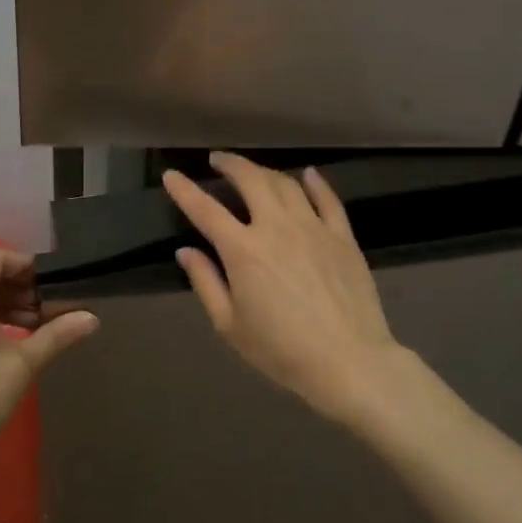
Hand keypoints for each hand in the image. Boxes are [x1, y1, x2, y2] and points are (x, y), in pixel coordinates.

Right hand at [163, 152, 406, 430]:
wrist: (349, 362)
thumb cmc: (282, 351)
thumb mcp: (230, 325)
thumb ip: (206, 283)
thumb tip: (186, 251)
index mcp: (243, 251)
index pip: (205, 210)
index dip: (184, 190)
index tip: (171, 175)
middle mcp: (276, 227)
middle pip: (250, 180)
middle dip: (230, 164)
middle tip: (217, 160)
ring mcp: (313, 228)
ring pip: (286, 183)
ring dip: (264, 171)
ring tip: (253, 171)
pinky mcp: (342, 236)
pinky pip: (327, 199)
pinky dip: (315, 182)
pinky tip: (307, 174)